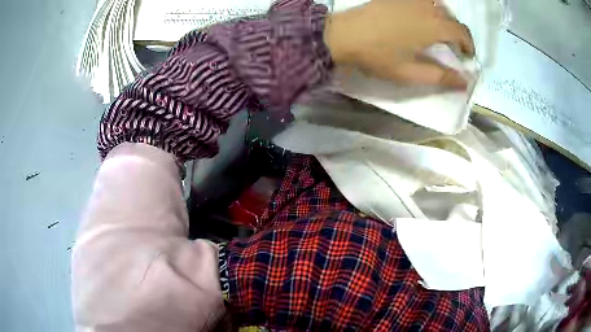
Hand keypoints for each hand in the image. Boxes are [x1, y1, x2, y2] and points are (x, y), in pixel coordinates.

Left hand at [324, 0, 474, 88]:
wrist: (342, 35)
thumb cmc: (377, 55)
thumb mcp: (411, 73)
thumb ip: (441, 77)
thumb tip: (465, 82)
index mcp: (432, 25)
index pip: (461, 32)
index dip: (468, 45)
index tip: (466, 56)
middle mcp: (425, 6)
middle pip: (450, 16)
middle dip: (456, 32)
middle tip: (452, 47)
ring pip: (436, 4)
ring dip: (443, 17)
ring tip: (438, 31)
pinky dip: (428, 8)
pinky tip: (420, 18)